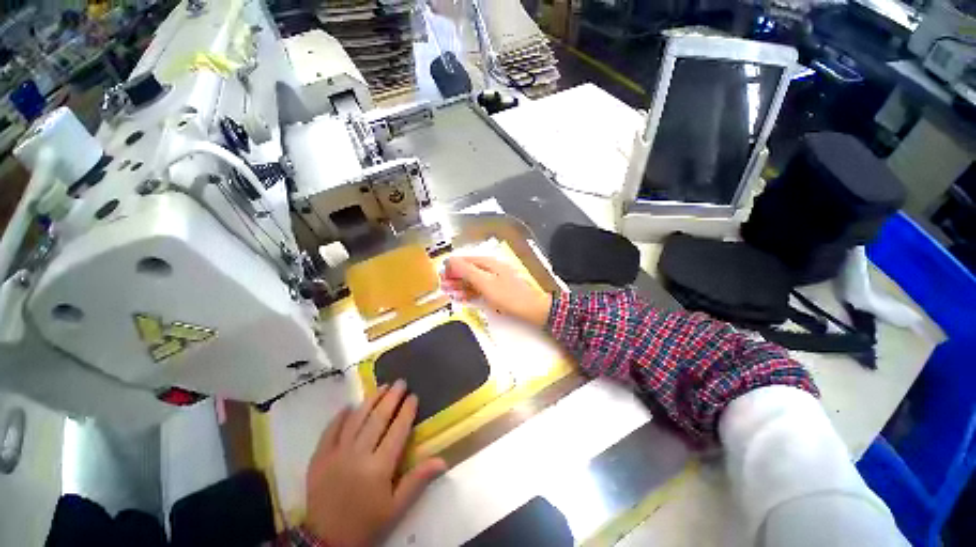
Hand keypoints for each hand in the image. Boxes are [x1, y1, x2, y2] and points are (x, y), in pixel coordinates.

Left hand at [304, 381, 445, 546]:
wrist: (325, 542)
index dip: (407, 411)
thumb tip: (443, 460)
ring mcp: (336, 454)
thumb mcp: (396, 508)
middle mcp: (358, 455)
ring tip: (382, 386)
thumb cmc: (366, 523)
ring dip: (370, 400)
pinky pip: (330, 430)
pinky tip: (350, 405)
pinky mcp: (319, 458)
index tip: (414, 396)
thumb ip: (418, 480)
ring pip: (356, 419)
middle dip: (391, 397)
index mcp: (379, 467)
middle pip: (377, 418)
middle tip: (400, 382)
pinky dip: (341, 416)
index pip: (397, 430)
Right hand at [442, 256, 552, 326]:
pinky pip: (479, 288)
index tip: (441, 276)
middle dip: (454, 277)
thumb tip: (450, 260)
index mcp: (487, 263)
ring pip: (472, 280)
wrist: (531, 308)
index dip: (451, 267)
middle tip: (442, 287)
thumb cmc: (508, 295)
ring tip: (448, 293)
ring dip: (460, 285)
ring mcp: (493, 279)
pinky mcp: (496, 289)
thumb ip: (467, 271)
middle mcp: (490, 268)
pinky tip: (462, 297)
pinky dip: (469, 292)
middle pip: (468, 269)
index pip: (464, 260)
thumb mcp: (485, 283)